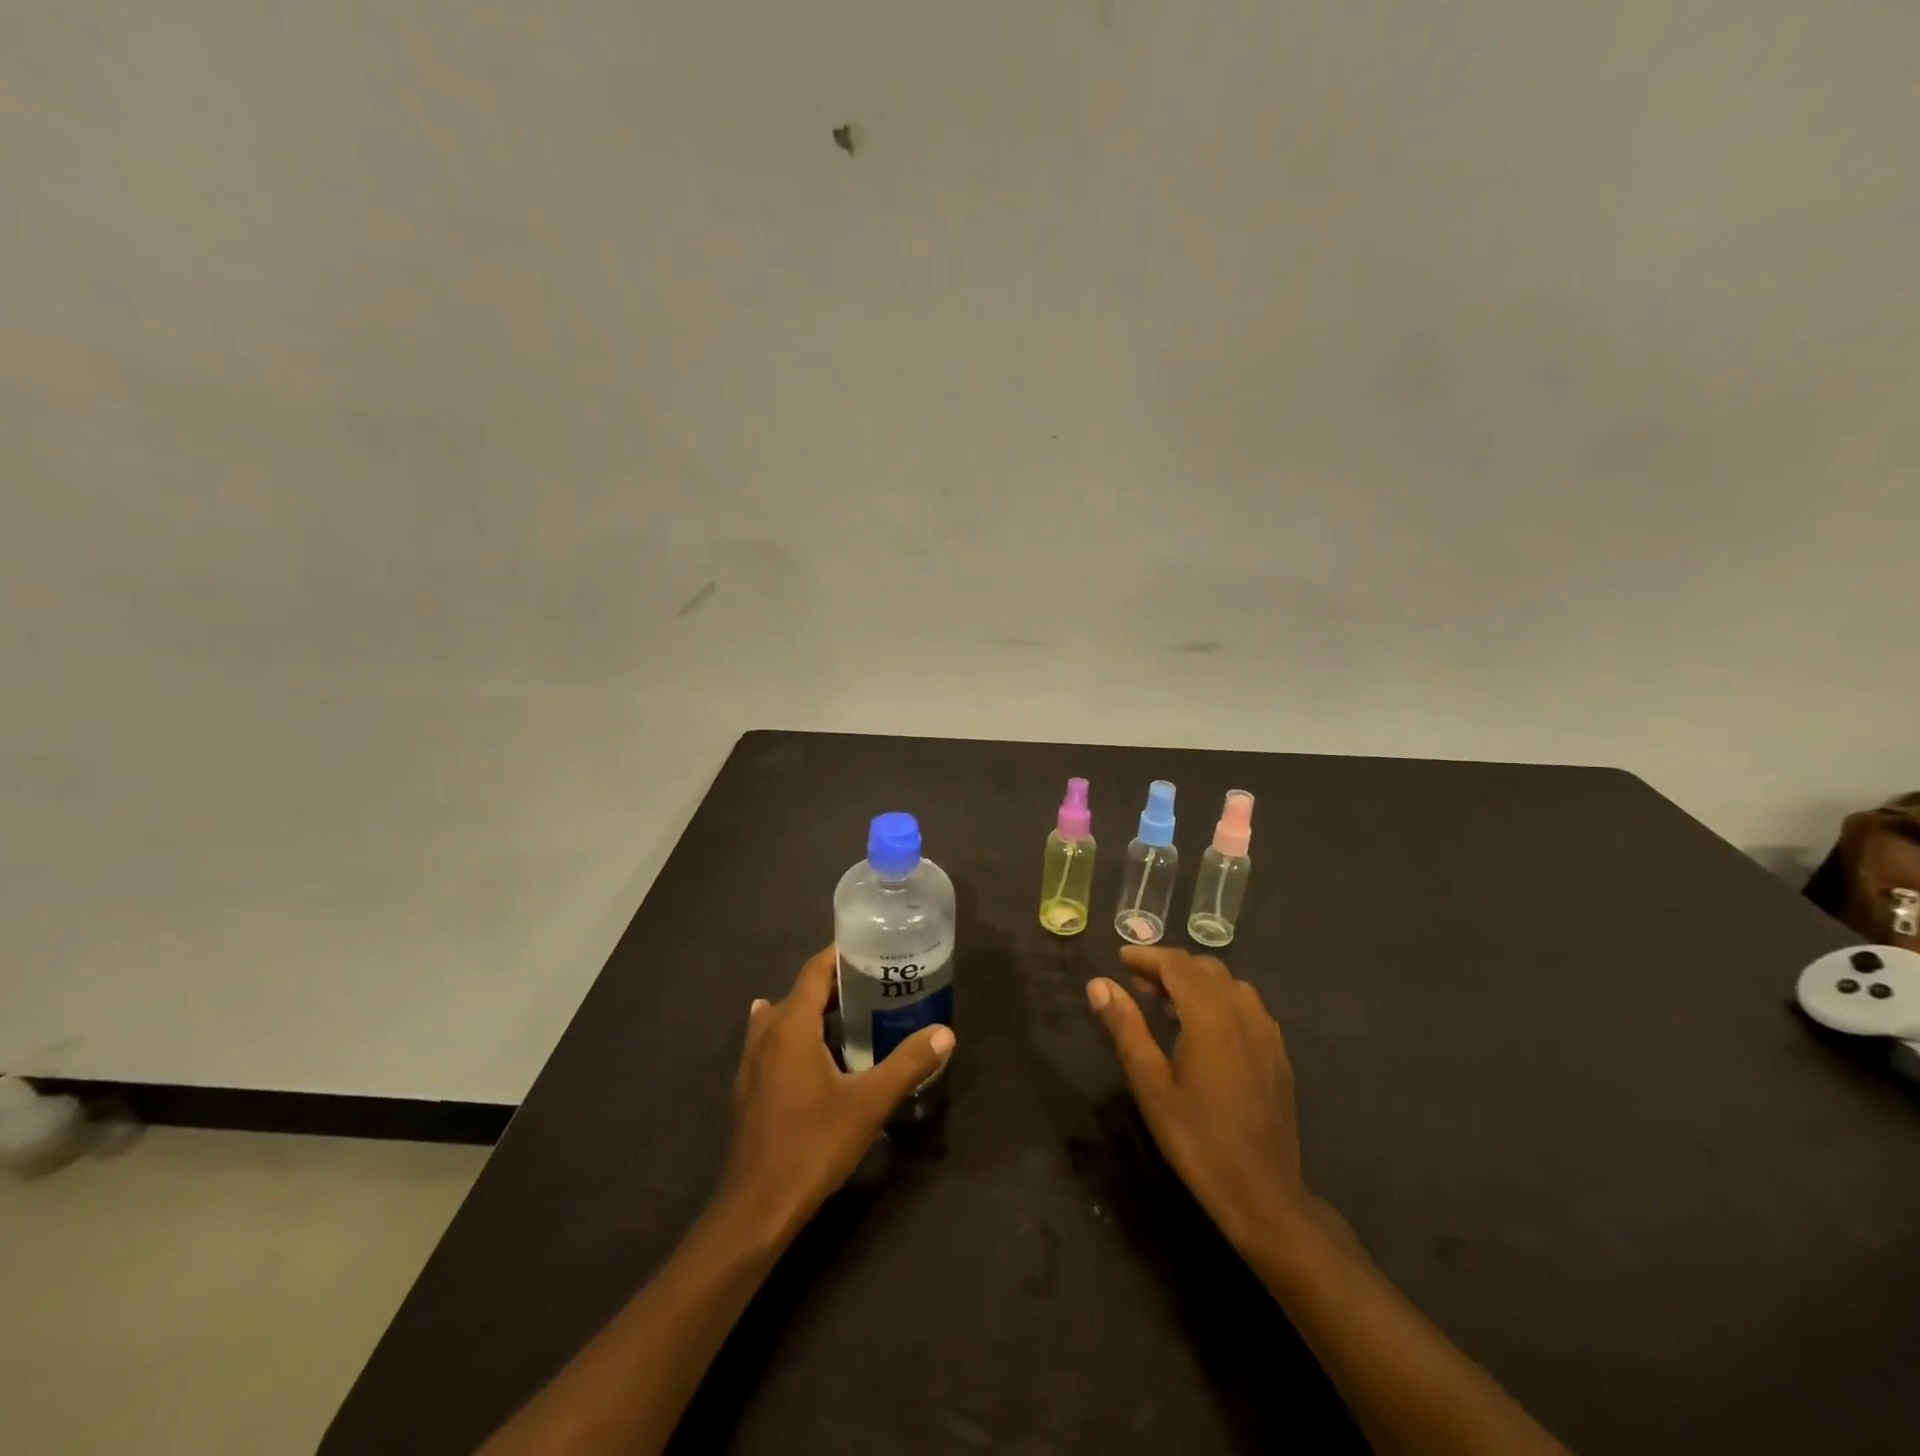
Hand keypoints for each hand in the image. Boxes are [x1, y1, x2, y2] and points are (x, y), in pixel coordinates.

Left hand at [718, 946, 954, 1244]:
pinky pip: (772, 1043)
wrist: (756, 1209)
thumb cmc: (812, 1145)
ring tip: (849, 1012)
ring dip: (813, 1009)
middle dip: (835, 983)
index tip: (871, 947)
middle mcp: (766, 1035)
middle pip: (800, 992)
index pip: (814, 971)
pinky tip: (810, 1049)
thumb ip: (908, 1064)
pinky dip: (795, 1034)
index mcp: (791, 1027)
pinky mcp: (749, 1090)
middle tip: (875, 983)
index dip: (840, 954)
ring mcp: (752, 1064)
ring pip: (782, 1018)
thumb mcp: (869, 1103)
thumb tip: (945, 1033)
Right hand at [1086, 946, 1313, 1251]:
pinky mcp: (1278, 1053)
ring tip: (1168, 1006)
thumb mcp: (1150, 1083)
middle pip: (1204, 968)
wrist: (1263, 1193)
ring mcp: (1266, 1032)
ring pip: (1229, 984)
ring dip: (1196, 982)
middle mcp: (1242, 1012)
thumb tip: (1099, 984)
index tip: (1121, 958)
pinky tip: (1205, 1030)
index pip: (1177, 964)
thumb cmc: (1197, 1138)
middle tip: (1138, 985)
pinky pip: (1247, 1007)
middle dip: (1170, 967)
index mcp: (1210, 1015)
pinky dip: (1220, 1000)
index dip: (1147, 956)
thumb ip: (1125, 1026)